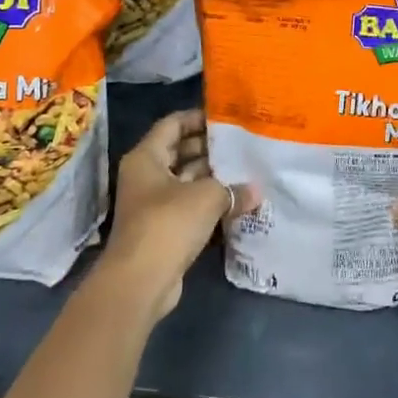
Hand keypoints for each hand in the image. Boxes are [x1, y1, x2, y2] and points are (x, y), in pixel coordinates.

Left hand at [99, 110, 257, 322]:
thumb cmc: (168, 224)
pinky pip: (188, 204)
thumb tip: (256, 191)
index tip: (227, 117)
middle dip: (209, 148)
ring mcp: (152, 203)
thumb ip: (233, 189)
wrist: (141, 280)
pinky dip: (208, 201)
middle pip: (179, 151)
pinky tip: (236, 200)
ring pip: (185, 179)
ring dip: (211, 176)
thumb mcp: (207, 198)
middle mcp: (145, 175)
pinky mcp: (162, 228)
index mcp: (146, 157)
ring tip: (245, 169)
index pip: (173, 124)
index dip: (198, 117)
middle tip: (242, 144)